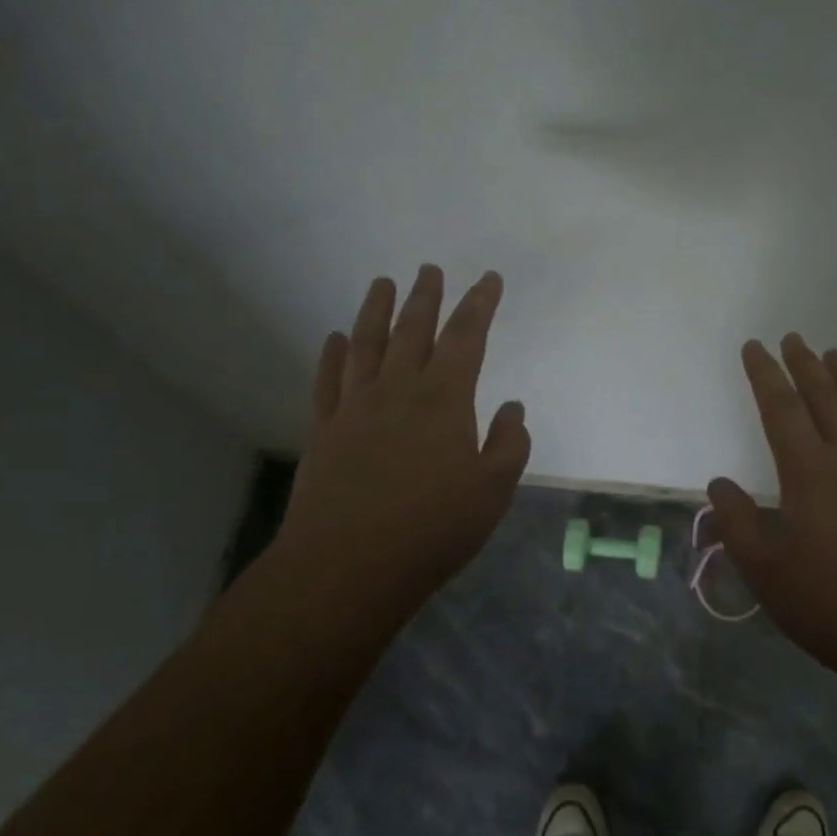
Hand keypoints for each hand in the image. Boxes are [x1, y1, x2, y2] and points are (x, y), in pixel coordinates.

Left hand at [266, 265, 531, 619]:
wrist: (347, 566)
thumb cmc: (432, 528)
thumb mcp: (493, 491)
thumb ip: (508, 444)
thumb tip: (512, 408)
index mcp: (444, 399)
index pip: (467, 337)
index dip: (480, 304)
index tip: (488, 278)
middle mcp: (398, 391)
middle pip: (413, 330)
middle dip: (426, 297)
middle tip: (429, 269)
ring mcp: (355, 408)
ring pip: (367, 345)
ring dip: (376, 311)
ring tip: (382, 283)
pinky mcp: (324, 431)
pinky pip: (328, 381)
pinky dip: (333, 355)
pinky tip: (336, 339)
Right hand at [708, 335, 836, 689]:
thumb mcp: (769, 575)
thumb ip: (738, 525)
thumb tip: (720, 484)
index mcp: (810, 473)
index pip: (781, 409)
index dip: (765, 374)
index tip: (754, 347)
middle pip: (826, 397)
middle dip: (805, 364)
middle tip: (793, 338)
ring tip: (835, 356)